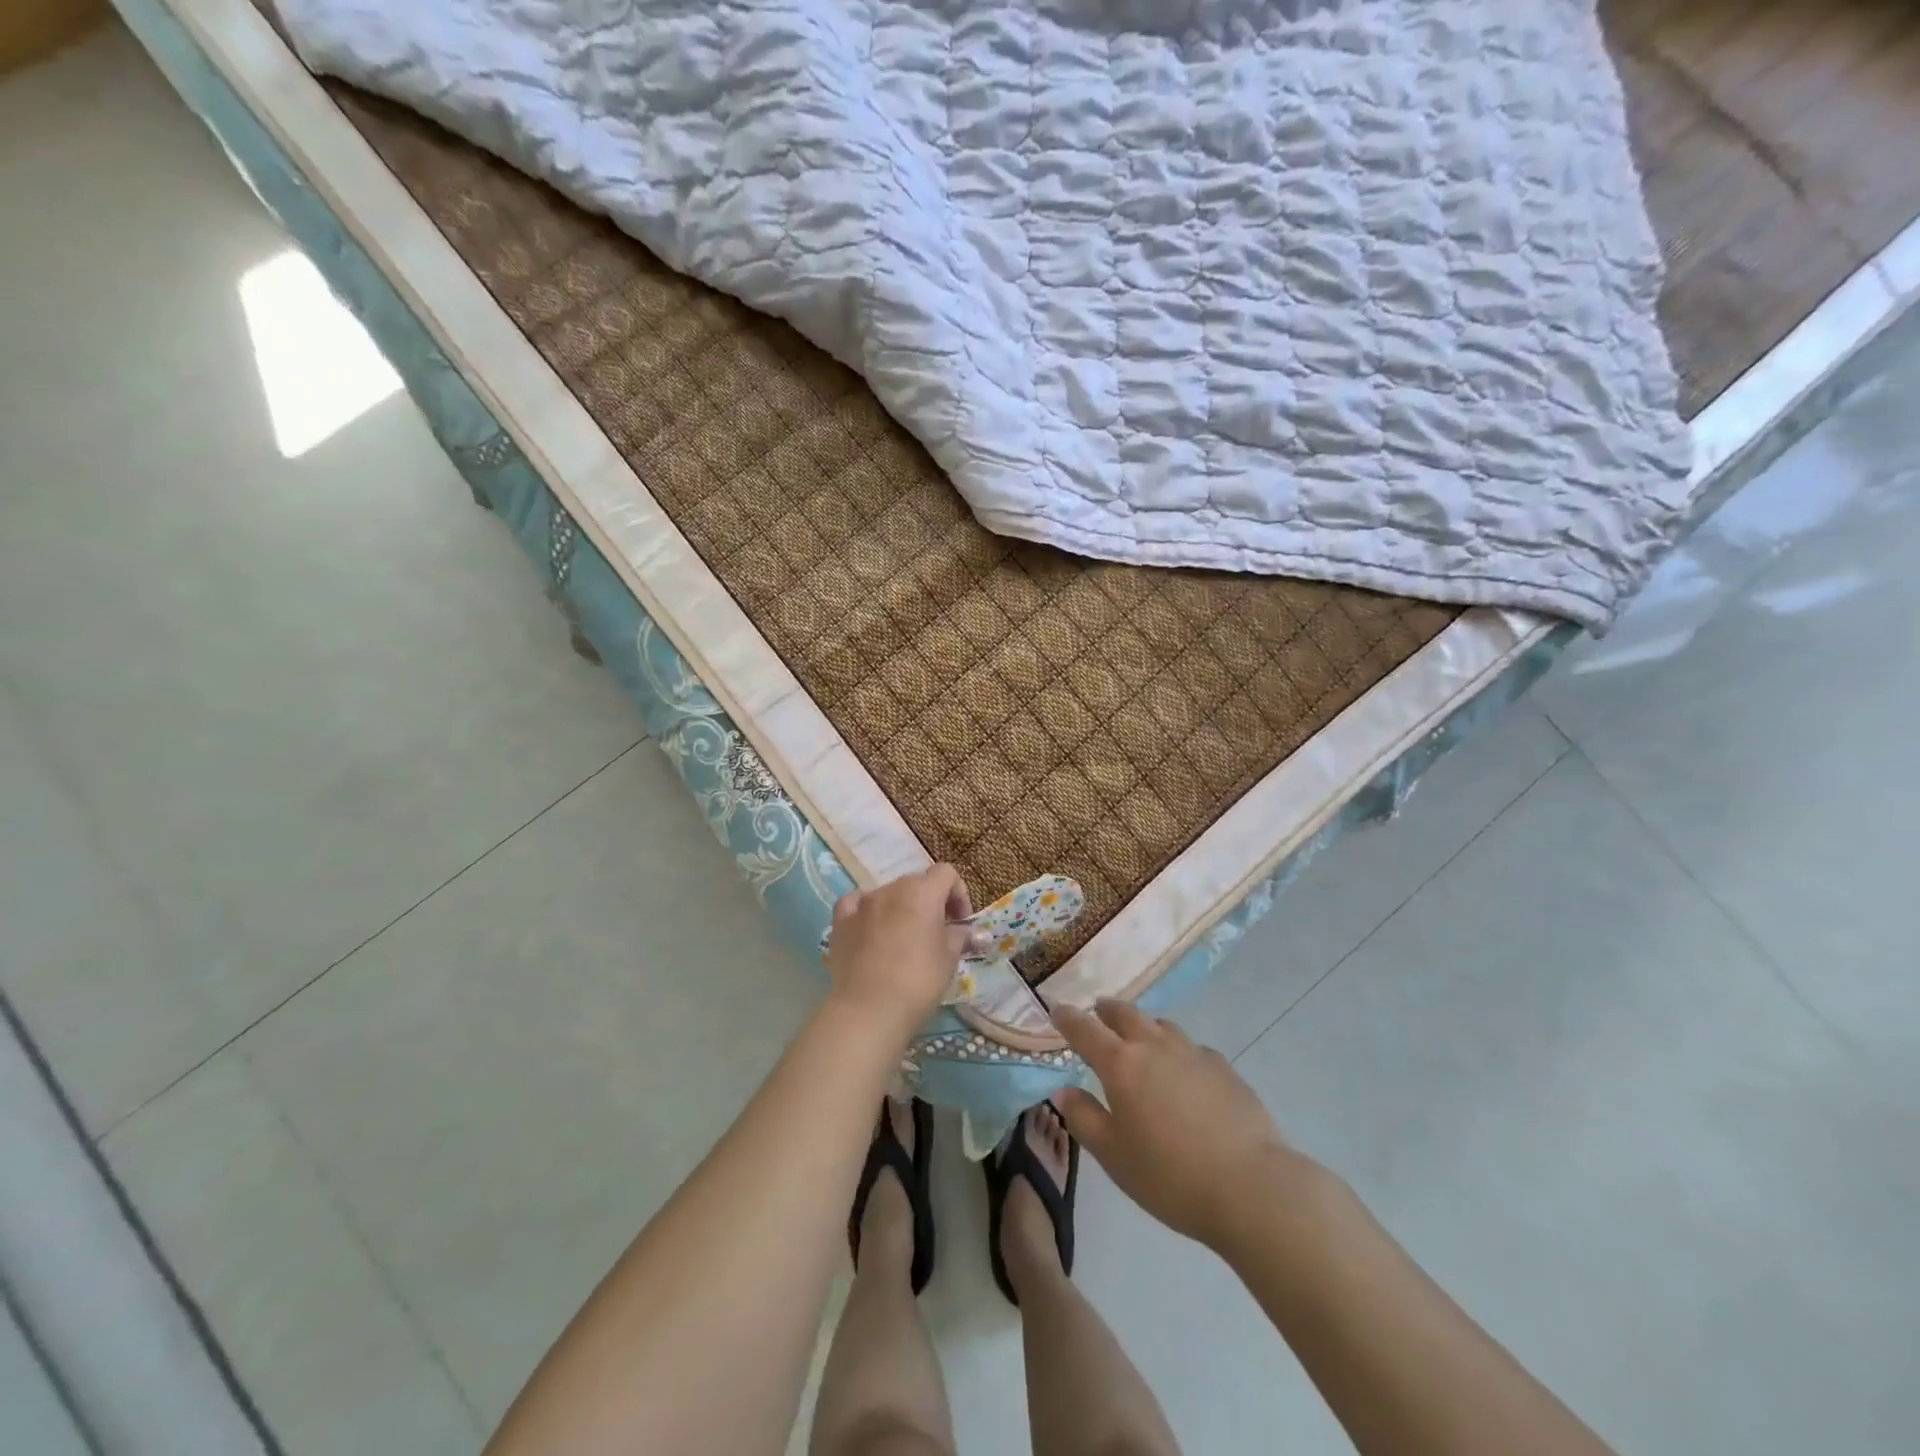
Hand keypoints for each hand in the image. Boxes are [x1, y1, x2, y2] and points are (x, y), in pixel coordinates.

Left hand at [824, 866, 976, 1040]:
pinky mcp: (841, 920)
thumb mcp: (949, 959)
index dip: (958, 893)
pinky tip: (871, 928)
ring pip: (888, 893)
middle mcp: (892, 888)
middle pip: (917, 882)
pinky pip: (856, 903)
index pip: (946, 873)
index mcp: (922, 892)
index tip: (961, 922)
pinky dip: (868, 911)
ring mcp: (863, 902)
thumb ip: (961, 937)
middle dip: (931, 901)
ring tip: (905, 938)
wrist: (869, 1009)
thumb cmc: (919, 981)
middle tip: (938, 932)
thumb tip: (976, 933)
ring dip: (901, 907)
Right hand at [1052, 1000, 1305, 1249]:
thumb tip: (1064, 1090)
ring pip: (1161, 1025)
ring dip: (1143, 1024)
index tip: (1057, 1010)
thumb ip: (1084, 1118)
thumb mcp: (1114, 1156)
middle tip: (1097, 1011)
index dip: (1068, 1018)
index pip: (1085, 1030)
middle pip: (1125, 1014)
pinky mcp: (1224, 1068)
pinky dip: (1176, 1049)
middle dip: (1106, 1010)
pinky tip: (1182, 1071)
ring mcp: (1193, 1053)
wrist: (1252, 1187)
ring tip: (1139, 1036)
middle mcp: (1155, 1047)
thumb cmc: (1170, 1176)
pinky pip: (1191, 1047)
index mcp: (1121, 1065)